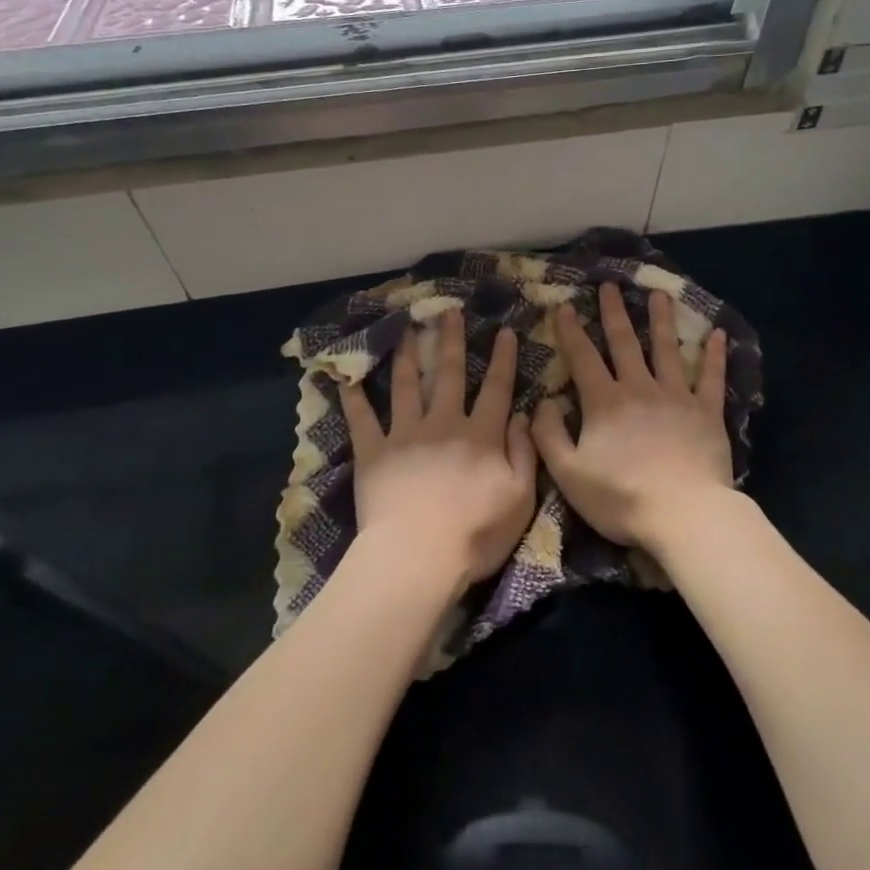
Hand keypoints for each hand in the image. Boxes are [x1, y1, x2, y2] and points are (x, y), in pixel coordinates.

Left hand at [340, 311, 537, 600]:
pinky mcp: (373, 453)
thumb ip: (524, 452)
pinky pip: (361, 420)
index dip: (502, 359)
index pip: (496, 388)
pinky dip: (353, 398)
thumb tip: (522, 415)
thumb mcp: (520, 498)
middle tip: (448, 312)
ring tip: (406, 330)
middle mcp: (443, 424)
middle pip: (449, 374)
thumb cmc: (475, 534)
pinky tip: (345, 377)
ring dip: (407, 356)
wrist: (417, 557)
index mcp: (481, 435)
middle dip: (451, 341)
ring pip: (406, 386)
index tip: (504, 330)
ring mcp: (404, 435)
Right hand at [532, 281, 732, 554]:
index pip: (583, 358)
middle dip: (614, 313)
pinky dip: (714, 355)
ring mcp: (677, 397)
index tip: (566, 306)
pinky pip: (712, 378)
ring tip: (659, 294)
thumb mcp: (569, 474)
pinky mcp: (707, 412)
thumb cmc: (621, 498)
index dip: (572, 332)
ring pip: (667, 350)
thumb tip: (541, 404)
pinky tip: (717, 334)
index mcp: (605, 402)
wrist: (683, 514)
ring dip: (661, 320)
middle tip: (610, 285)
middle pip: (625, 343)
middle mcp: (640, 388)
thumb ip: (549, 436)